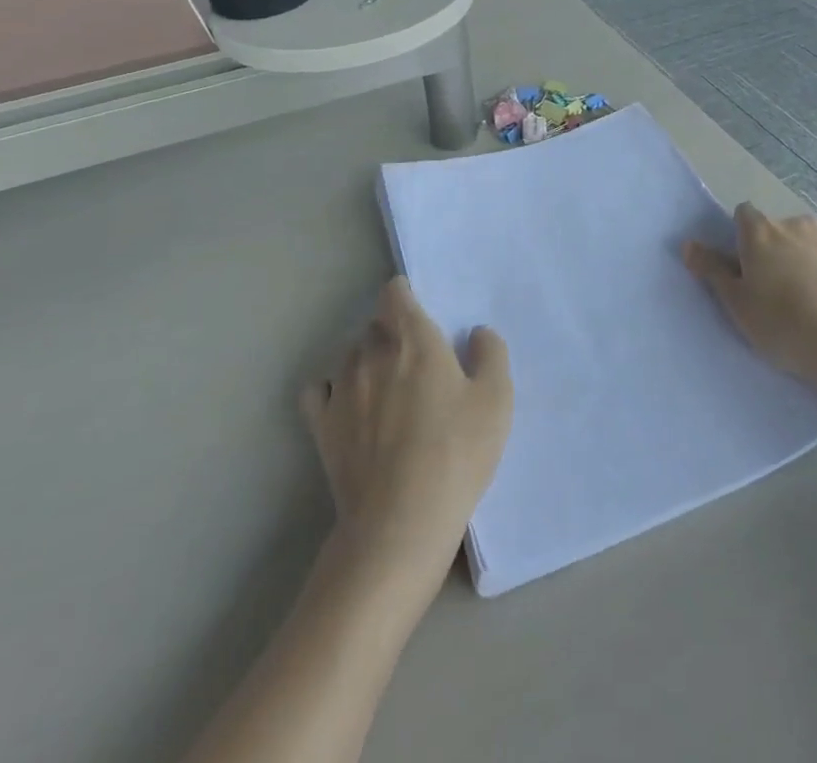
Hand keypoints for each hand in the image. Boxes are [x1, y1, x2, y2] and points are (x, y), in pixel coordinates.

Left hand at [300, 277, 512, 595]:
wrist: (400, 523)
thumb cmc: (455, 452)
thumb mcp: (496, 399)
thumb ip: (490, 353)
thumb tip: (476, 333)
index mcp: (413, 338)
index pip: (395, 293)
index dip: (406, 295)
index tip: (420, 312)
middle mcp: (371, 352)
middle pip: (375, 324)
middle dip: (393, 333)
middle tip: (416, 361)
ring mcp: (341, 388)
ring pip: (350, 355)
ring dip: (367, 361)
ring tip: (387, 390)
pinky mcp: (322, 426)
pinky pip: (320, 390)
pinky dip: (332, 390)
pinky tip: (349, 407)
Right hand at [683, 204, 816, 402]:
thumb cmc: (786, 324)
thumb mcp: (738, 304)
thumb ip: (713, 271)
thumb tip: (689, 244)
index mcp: (762, 231)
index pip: (744, 215)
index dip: (740, 238)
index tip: (742, 268)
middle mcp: (797, 225)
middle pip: (776, 232)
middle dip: (773, 254)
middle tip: (771, 295)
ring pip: (807, 247)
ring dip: (802, 266)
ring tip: (806, 309)